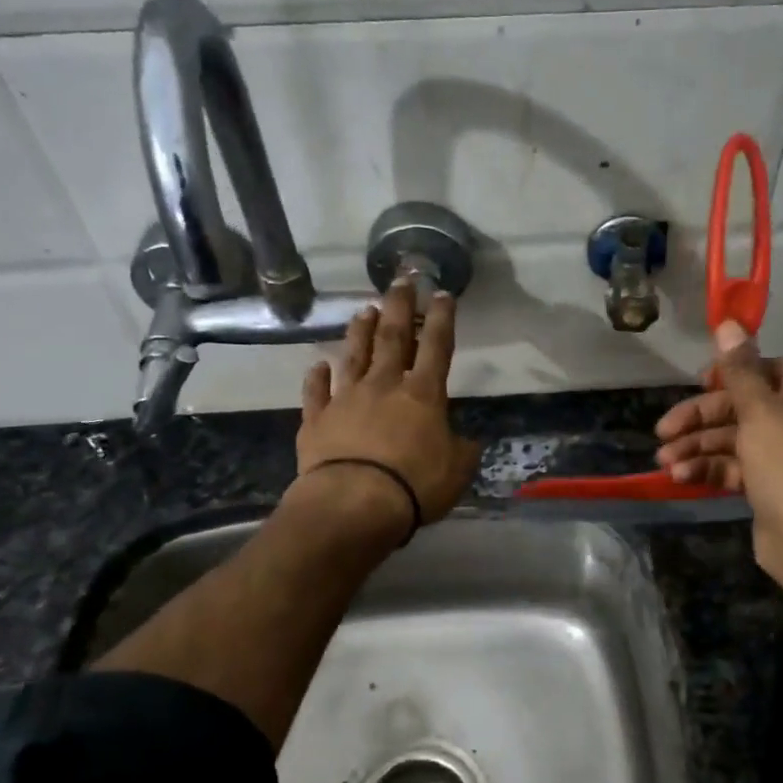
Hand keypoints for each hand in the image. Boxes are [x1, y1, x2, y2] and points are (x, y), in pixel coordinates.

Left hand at [295, 280, 482, 539]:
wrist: (353, 503)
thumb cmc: (414, 485)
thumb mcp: (456, 471)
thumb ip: (462, 450)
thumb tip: (466, 440)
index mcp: (423, 395)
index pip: (436, 346)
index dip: (441, 318)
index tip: (442, 293)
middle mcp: (384, 386)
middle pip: (392, 337)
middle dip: (399, 306)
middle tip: (400, 279)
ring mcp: (346, 400)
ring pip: (354, 356)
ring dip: (360, 332)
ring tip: (364, 310)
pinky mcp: (316, 420)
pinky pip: (316, 392)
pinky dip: (317, 377)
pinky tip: (318, 365)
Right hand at [654, 320, 782, 582]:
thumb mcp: (759, 410)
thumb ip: (738, 369)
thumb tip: (727, 322)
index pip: (762, 370)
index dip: (725, 377)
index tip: (694, 384)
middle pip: (741, 407)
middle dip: (699, 420)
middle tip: (663, 431)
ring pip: (733, 439)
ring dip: (698, 448)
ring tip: (665, 462)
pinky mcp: (771, 482)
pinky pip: (736, 465)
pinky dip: (710, 468)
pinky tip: (681, 477)